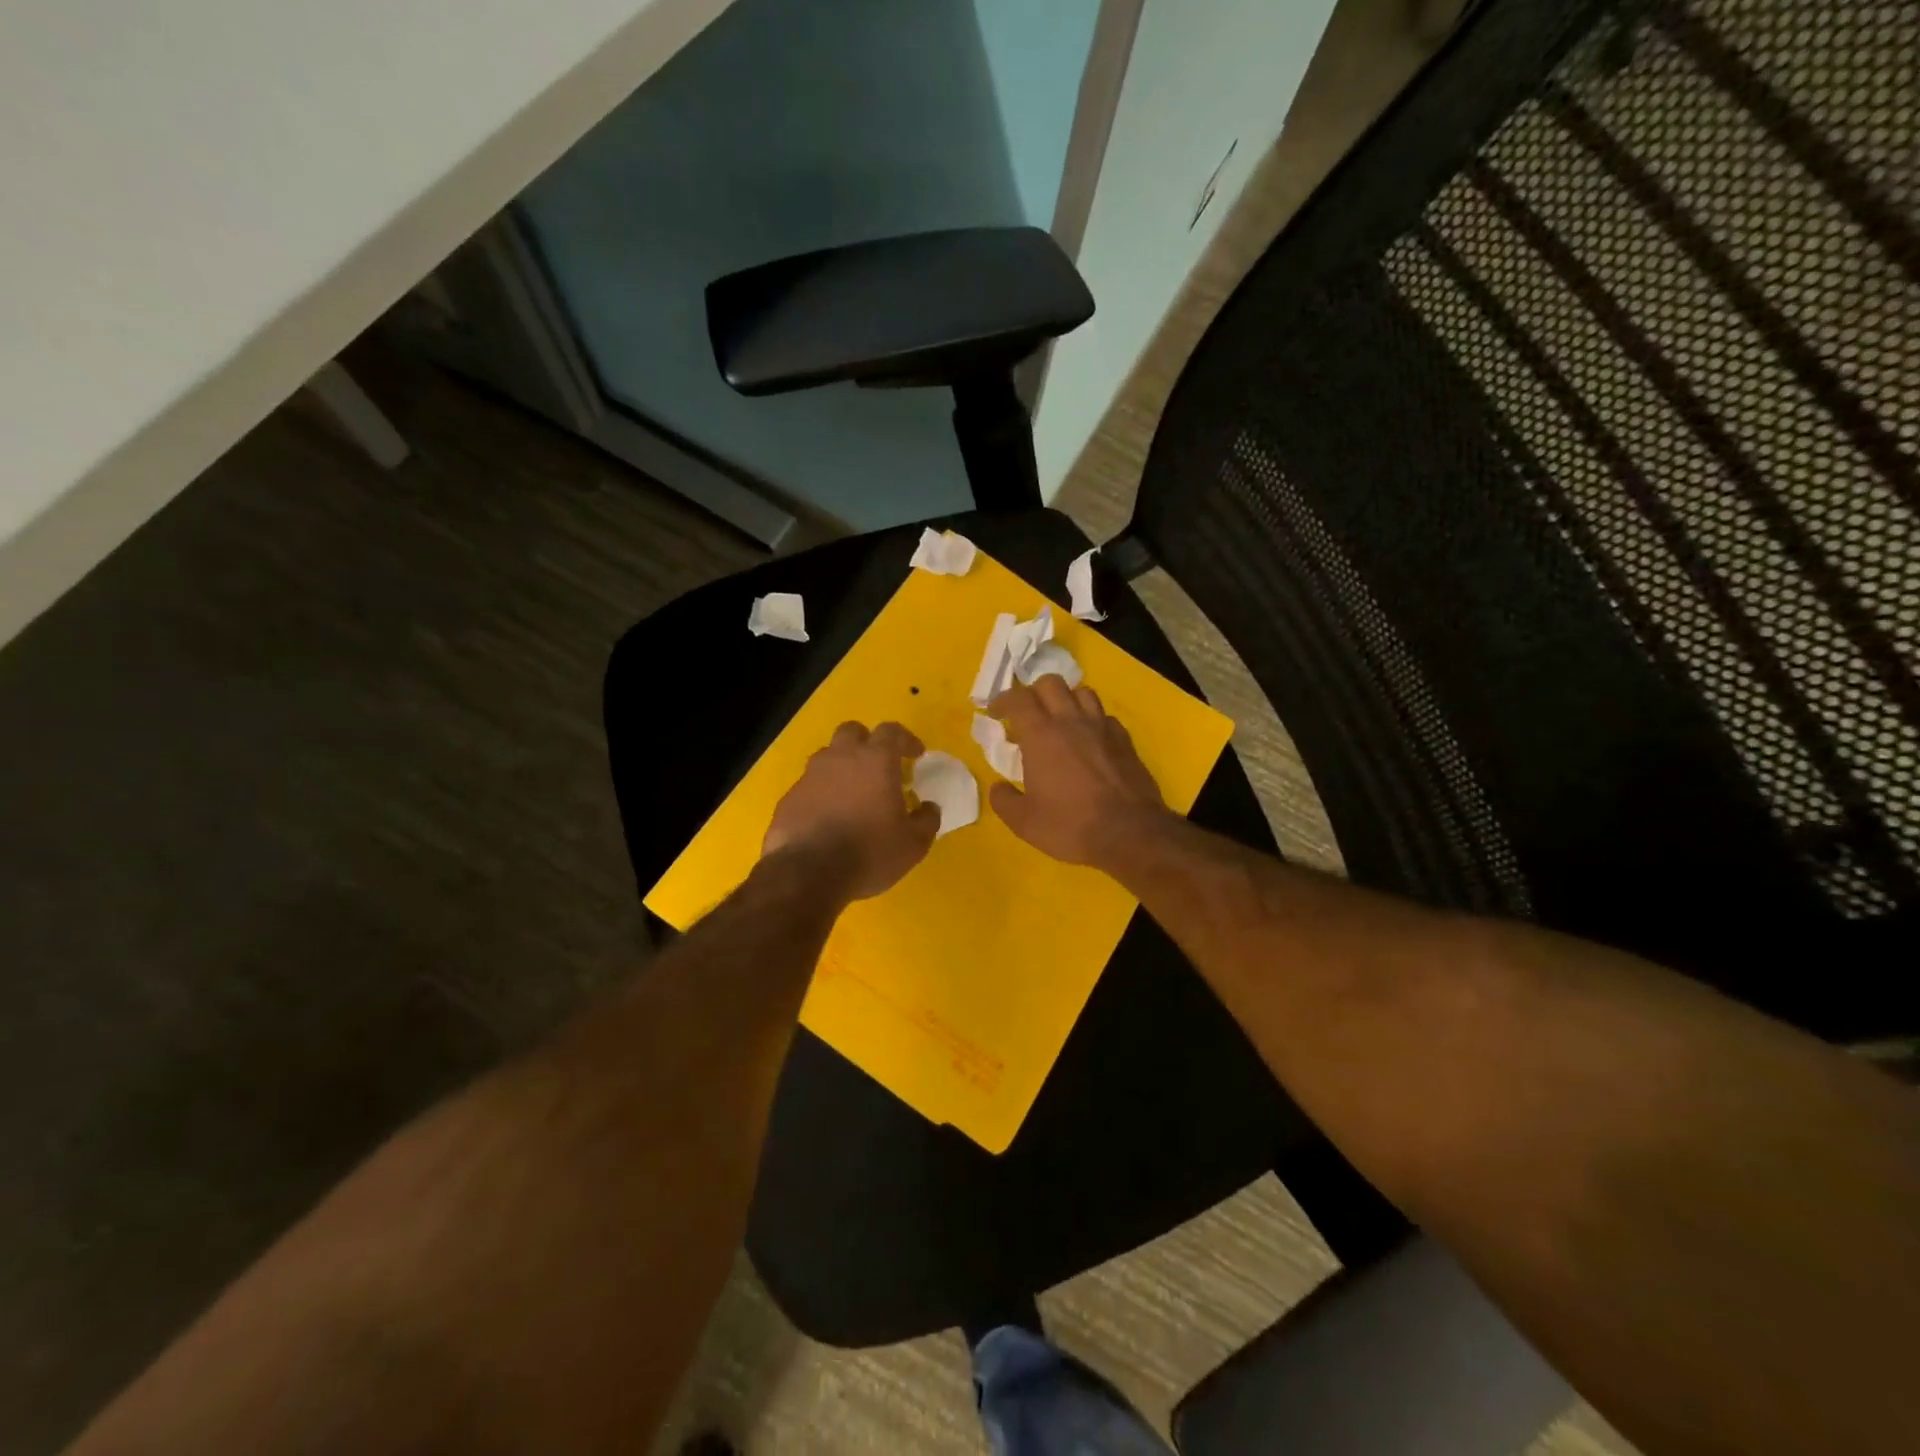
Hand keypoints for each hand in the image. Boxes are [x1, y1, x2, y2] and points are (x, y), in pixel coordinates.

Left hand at [764, 721, 940, 901]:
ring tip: (851, 793)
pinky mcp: (789, 798)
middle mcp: (841, 758)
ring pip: (827, 756)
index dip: (905, 739)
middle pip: (852, 732)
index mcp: (875, 761)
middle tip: (878, 766)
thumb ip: (926, 820)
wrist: (808, 874)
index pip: (891, 731)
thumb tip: (929, 807)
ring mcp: (810, 776)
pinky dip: (821, 794)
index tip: (915, 755)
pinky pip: (809, 786)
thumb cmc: (869, 852)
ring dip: (841, 767)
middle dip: (867, 742)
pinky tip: (828, 818)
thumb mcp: (913, 844)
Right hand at [986, 679, 1170, 868]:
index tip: (995, 713)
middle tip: (1027, 714)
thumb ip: (1004, 800)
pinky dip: (1092, 720)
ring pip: (1082, 692)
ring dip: (1066, 700)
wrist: (1130, 833)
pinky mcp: (1125, 740)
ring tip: (1059, 721)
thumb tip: (998, 787)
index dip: (1003, 701)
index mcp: (1042, 735)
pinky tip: (1089, 740)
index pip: (1018, 699)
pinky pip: (1104, 716)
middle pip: (1051, 683)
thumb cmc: (1071, 825)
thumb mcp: (1025, 822)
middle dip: (1033, 692)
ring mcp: (1102, 728)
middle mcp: (1072, 721)